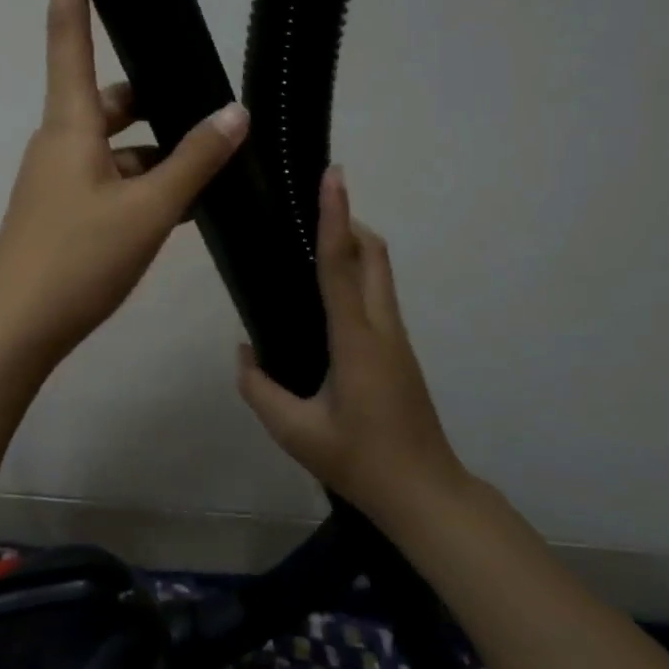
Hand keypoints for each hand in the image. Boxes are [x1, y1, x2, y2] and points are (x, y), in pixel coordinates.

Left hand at [0, 0, 249, 365]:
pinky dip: (145, 183)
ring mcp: (61, 178)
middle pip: (108, 95)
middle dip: (153, 93)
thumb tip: (236, 113)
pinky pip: (113, 179)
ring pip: (117, 144)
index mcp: (70, 122)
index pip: (69, 32)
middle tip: (208, 97)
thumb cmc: (76, 258)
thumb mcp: (147, 209)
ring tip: (213, 159)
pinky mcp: (67, 210)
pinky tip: (185, 204)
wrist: (17, 329)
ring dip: (158, 149)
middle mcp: (61, 140)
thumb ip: (194, 160)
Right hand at [237, 166, 468, 520]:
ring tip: (311, 241)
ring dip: (354, 245)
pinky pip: (378, 294)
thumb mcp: (295, 432)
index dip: (335, 217)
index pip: (341, 266)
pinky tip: (326, 293)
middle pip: (374, 255)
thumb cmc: (359, 461)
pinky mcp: (398, 350)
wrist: (425, 492)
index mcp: (356, 341)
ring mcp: (397, 338)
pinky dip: (356, 273)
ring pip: (381, 272)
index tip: (332, 176)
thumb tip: (243, 352)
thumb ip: (259, 388)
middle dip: (347, 221)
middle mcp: (382, 328)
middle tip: (310, 205)